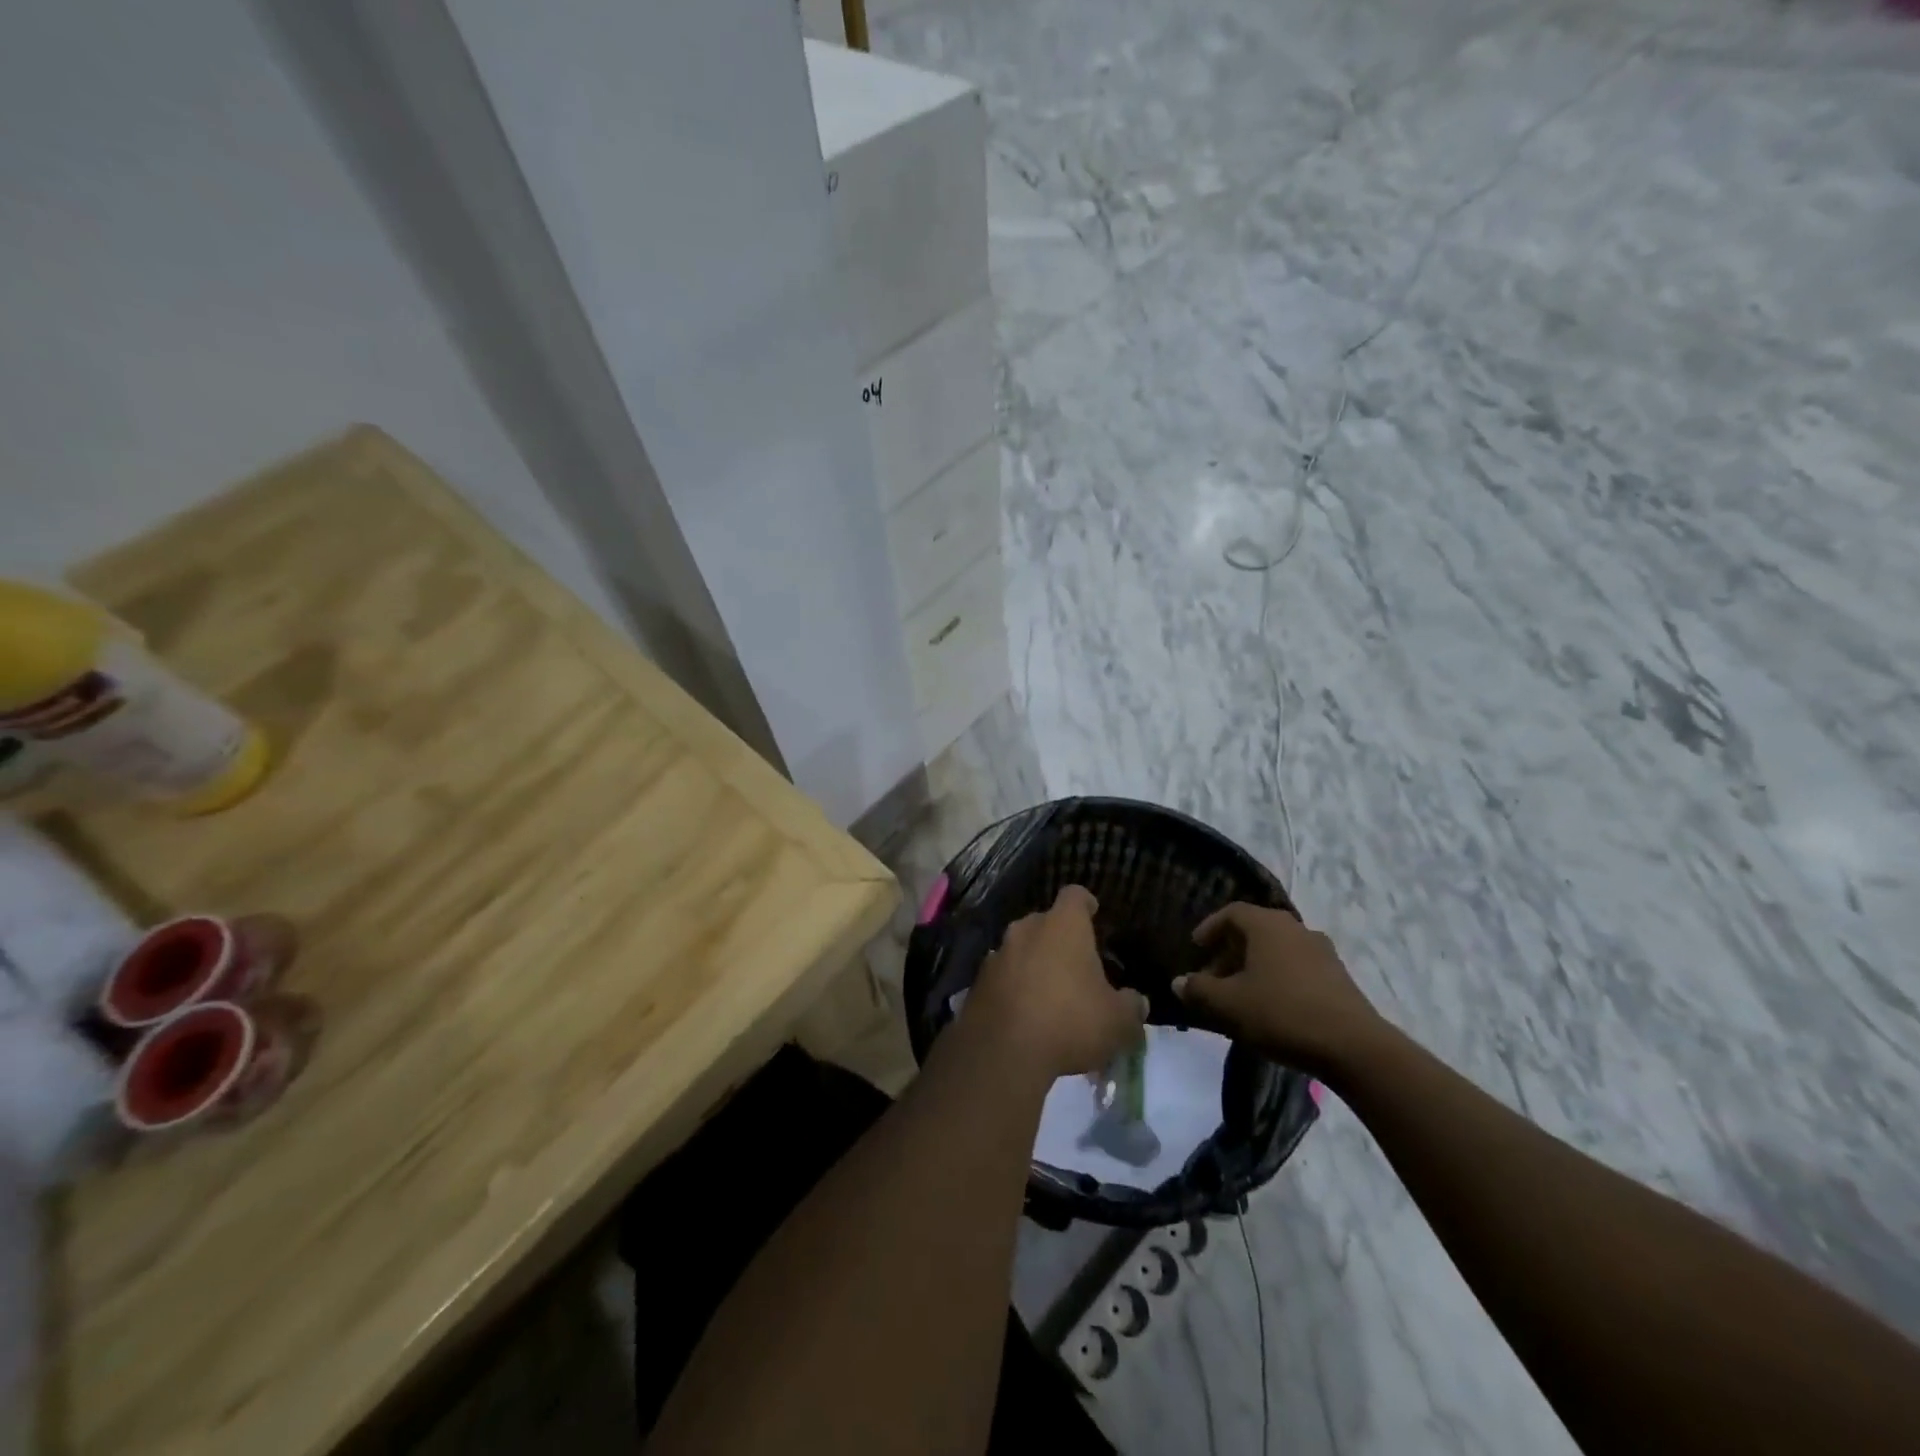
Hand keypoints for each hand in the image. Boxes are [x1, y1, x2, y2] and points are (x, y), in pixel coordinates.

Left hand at [966, 885, 1148, 1080]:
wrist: (1002, 1051)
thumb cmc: (1070, 1022)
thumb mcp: (1117, 1022)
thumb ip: (1131, 1007)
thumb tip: (1136, 1002)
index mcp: (1064, 926)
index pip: (1075, 896)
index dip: (1085, 904)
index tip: (1093, 914)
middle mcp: (1027, 929)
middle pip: (1045, 922)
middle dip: (1059, 939)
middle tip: (1075, 966)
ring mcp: (997, 953)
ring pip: (1021, 949)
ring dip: (1033, 964)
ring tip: (1049, 994)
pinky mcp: (977, 982)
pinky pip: (1002, 976)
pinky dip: (1013, 987)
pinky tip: (1023, 1015)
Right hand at [1173, 903, 1382, 1076]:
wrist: (1354, 1047)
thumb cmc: (1282, 1014)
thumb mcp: (1228, 1004)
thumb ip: (1199, 990)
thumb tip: (1178, 982)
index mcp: (1267, 925)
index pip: (1232, 913)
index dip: (1210, 928)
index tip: (1196, 947)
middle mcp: (1296, 929)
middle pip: (1255, 932)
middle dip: (1229, 953)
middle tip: (1213, 979)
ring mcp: (1322, 952)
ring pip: (1277, 951)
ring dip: (1254, 967)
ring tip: (1240, 997)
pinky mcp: (1339, 977)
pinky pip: (1297, 968)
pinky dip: (1278, 979)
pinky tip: (1271, 1008)